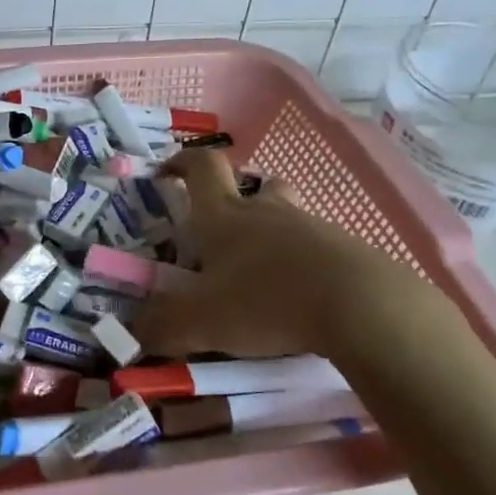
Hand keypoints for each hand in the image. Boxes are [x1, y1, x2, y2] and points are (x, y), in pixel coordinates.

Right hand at [133, 148, 449, 363]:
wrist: (362, 307)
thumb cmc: (266, 301)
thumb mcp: (200, 321)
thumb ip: (162, 325)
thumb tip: (134, 332)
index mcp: (224, 216)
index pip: (201, 167)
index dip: (181, 163)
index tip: (167, 172)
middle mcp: (267, 212)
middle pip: (256, 185)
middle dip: (239, 201)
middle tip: (227, 234)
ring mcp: (312, 228)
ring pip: (289, 217)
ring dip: (274, 234)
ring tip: (264, 275)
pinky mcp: (348, 252)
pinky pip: (319, 248)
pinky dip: (306, 265)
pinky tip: (304, 300)